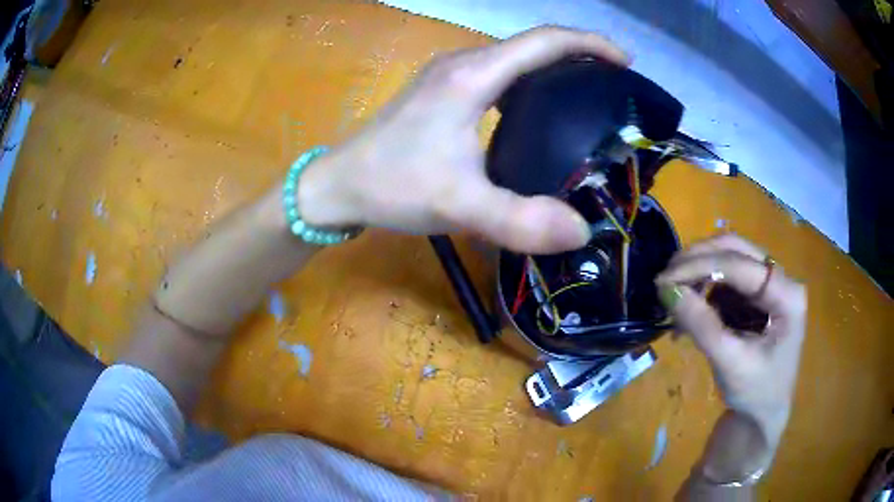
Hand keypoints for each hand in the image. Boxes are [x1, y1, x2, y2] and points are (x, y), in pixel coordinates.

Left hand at [297, 26, 628, 253]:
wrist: (339, 184)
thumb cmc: (391, 185)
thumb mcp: (457, 205)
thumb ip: (518, 221)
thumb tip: (580, 231)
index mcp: (472, 76)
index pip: (543, 42)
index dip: (589, 45)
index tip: (624, 62)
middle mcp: (463, 64)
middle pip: (533, 46)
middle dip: (579, 57)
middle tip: (615, 88)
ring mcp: (450, 75)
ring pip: (515, 60)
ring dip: (555, 69)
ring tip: (589, 97)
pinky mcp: (443, 91)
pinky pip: (499, 76)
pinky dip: (530, 84)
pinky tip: (541, 112)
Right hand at [656, 234, 806, 446]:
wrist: (762, 417)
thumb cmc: (755, 394)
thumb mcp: (730, 363)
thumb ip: (702, 326)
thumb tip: (666, 289)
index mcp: (787, 294)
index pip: (741, 265)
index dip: (700, 266)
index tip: (662, 280)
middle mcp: (781, 279)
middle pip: (736, 250)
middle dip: (698, 260)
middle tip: (665, 278)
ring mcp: (769, 285)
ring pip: (729, 259)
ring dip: (699, 273)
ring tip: (674, 299)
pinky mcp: (756, 297)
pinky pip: (726, 280)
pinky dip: (703, 289)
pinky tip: (688, 310)